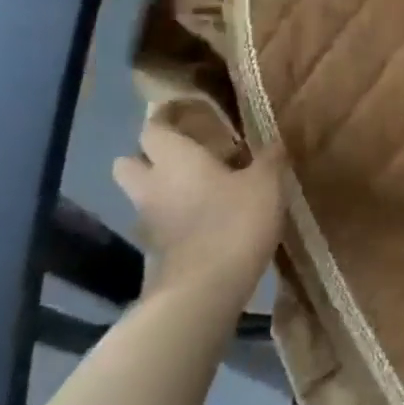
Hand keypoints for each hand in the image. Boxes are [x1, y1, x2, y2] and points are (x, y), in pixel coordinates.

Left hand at [113, 112, 286, 304]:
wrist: (205, 292)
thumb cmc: (234, 222)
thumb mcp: (266, 183)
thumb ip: (269, 158)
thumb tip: (275, 141)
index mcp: (174, 159)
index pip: (153, 127)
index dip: (166, 117)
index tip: (187, 112)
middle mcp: (151, 185)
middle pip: (128, 162)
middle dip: (148, 155)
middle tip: (185, 153)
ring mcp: (148, 222)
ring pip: (142, 195)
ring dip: (162, 189)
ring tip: (201, 187)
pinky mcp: (155, 252)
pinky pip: (158, 223)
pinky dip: (173, 217)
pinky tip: (205, 219)